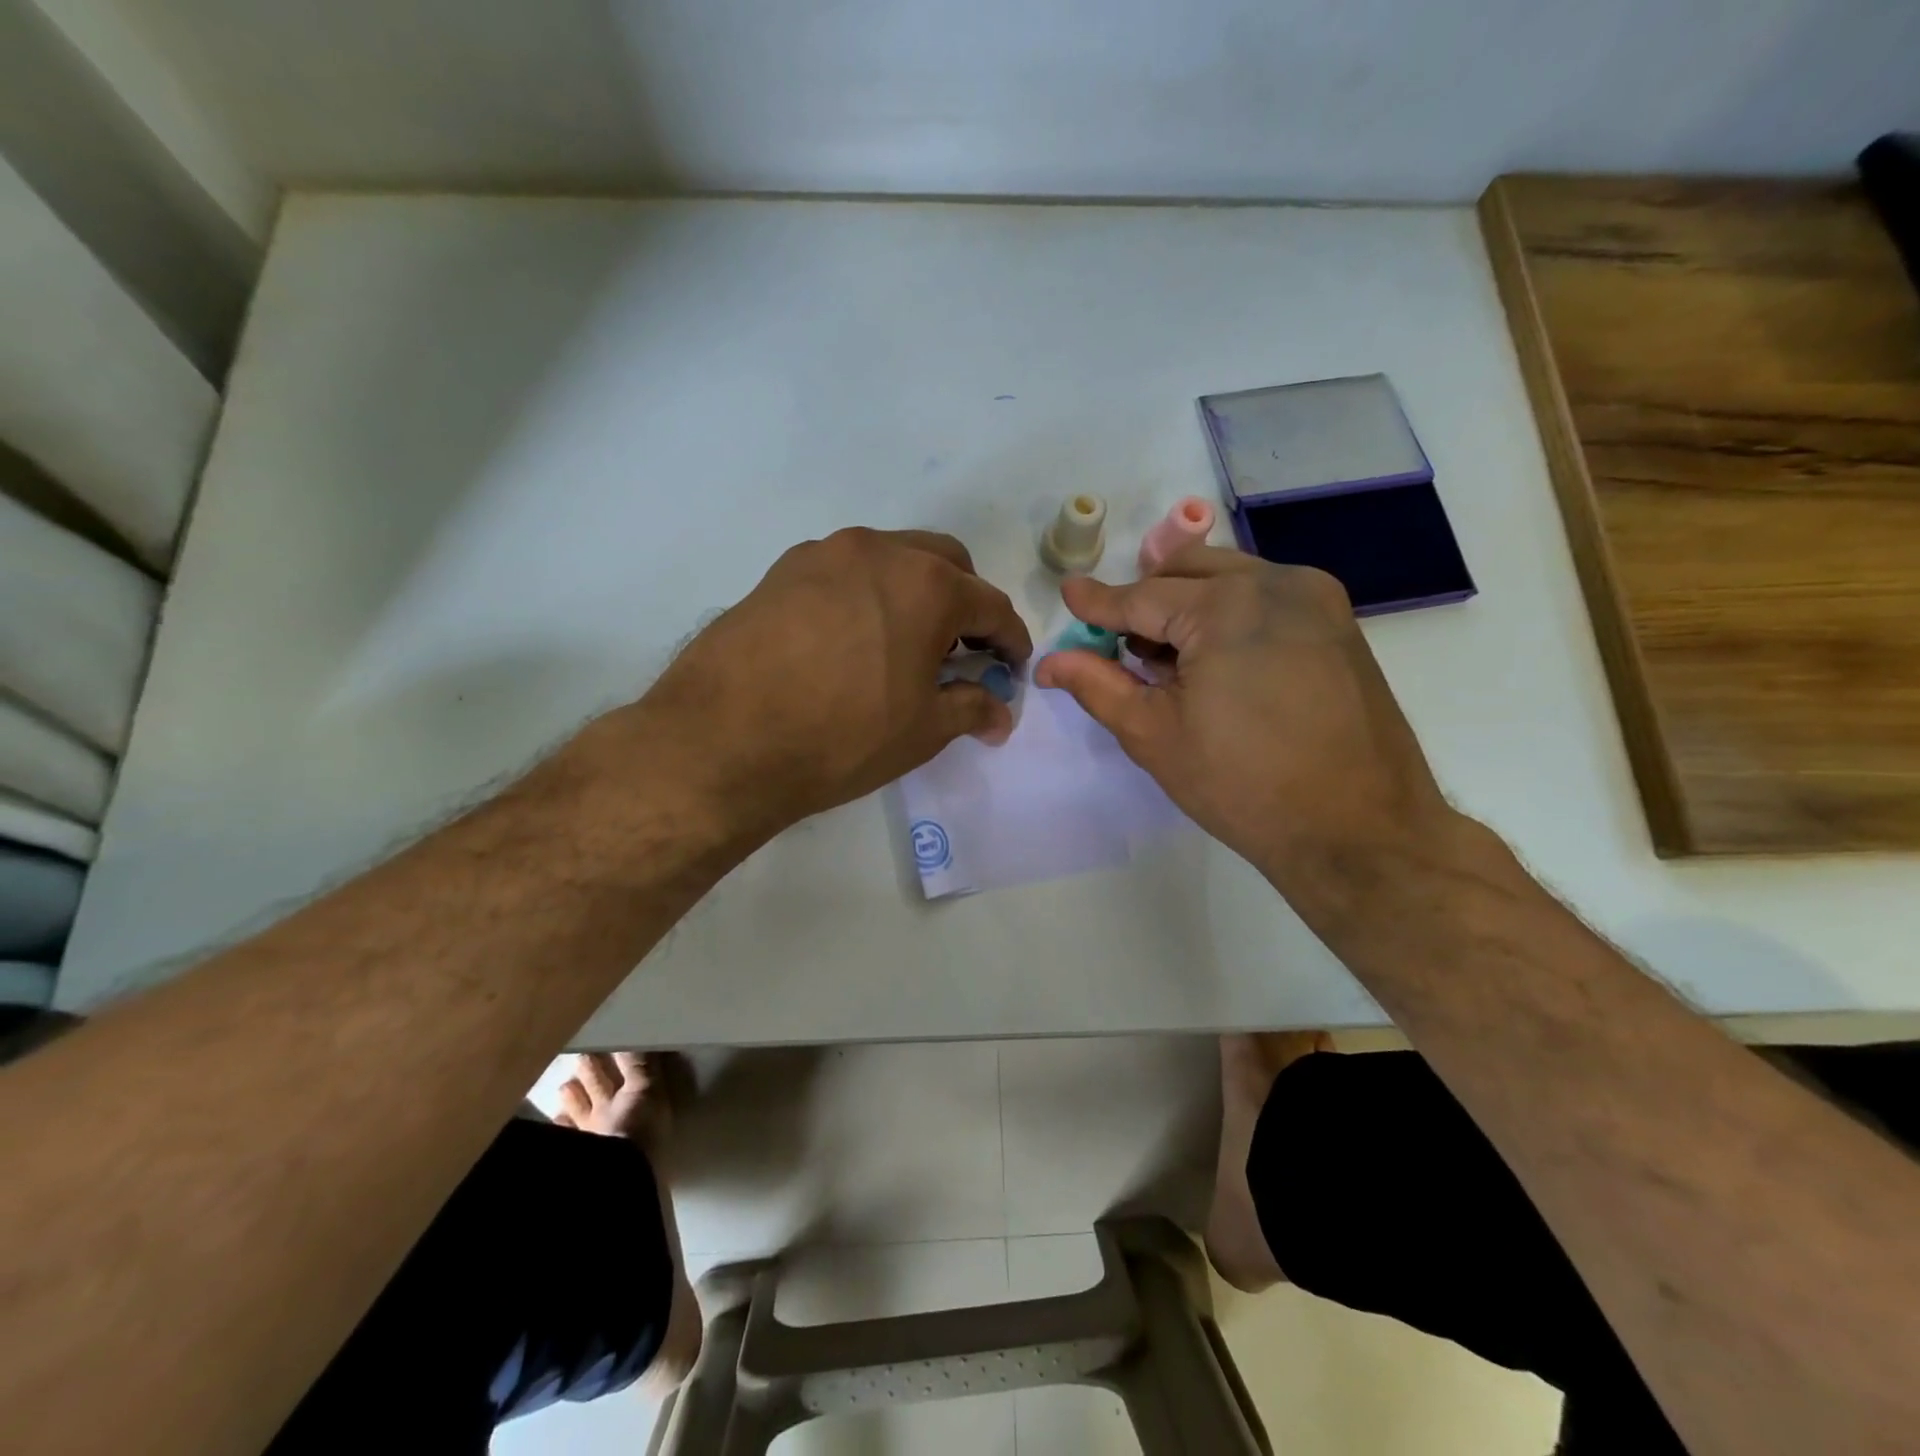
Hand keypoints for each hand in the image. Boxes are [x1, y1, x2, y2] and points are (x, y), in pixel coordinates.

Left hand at [625, 528, 1030, 842]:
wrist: (722, 740)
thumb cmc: (841, 736)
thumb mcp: (922, 730)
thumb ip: (971, 709)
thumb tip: (1000, 713)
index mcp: (927, 585)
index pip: (991, 605)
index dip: (1010, 641)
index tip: (1011, 669)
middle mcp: (880, 551)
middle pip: (946, 564)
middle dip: (965, 604)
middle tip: (960, 651)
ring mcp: (824, 554)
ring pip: (891, 559)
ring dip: (914, 593)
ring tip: (904, 644)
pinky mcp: (782, 570)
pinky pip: (844, 572)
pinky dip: (866, 596)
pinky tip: (851, 640)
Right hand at [1033, 547, 1458, 902]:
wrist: (1357, 829)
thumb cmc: (1242, 785)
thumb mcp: (1153, 735)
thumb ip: (1097, 686)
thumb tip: (1051, 662)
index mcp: (1225, 607)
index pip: (1142, 597)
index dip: (1099, 602)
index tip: (1069, 594)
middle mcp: (1276, 583)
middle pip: (1187, 571)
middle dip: (1146, 598)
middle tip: (1120, 642)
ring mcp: (1317, 599)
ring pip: (1230, 578)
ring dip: (1188, 604)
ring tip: (1168, 659)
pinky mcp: (1339, 623)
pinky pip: (1266, 597)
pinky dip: (1229, 613)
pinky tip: (1217, 662)